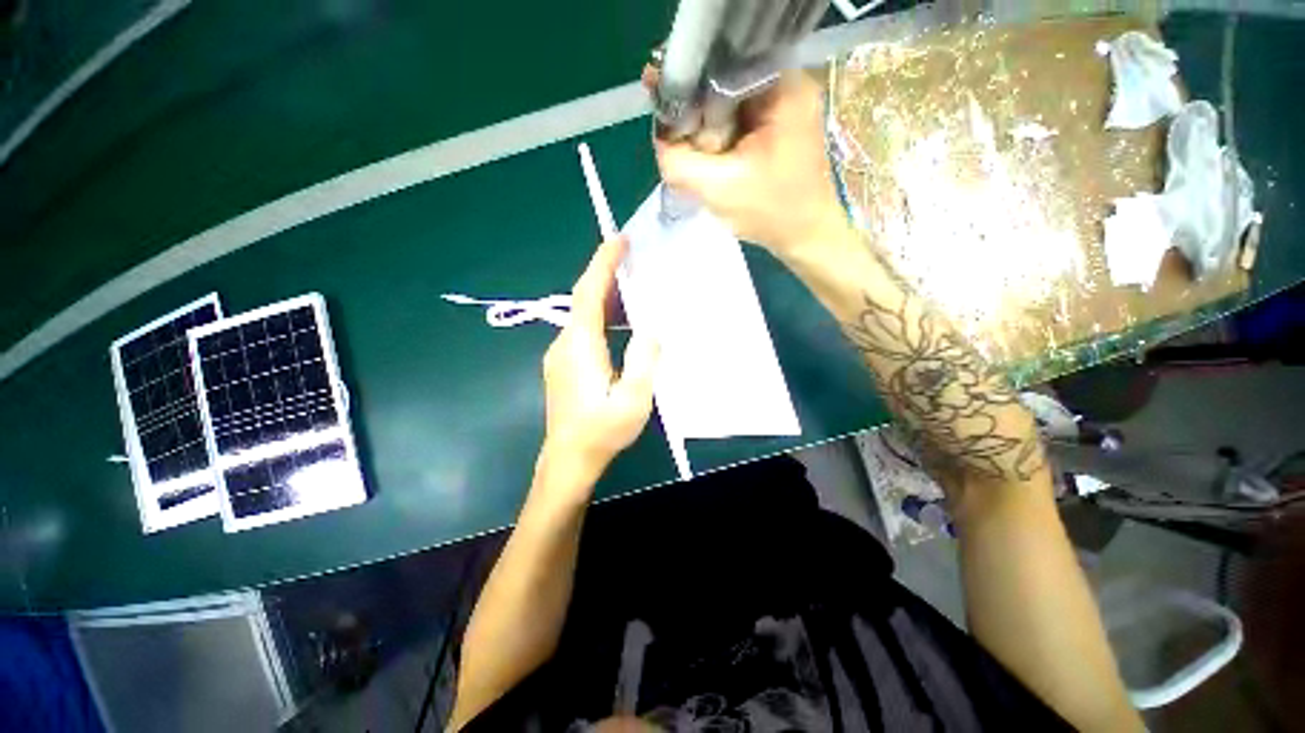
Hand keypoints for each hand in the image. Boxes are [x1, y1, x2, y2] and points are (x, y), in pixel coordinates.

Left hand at [537, 237, 658, 493]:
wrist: (568, 460)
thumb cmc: (602, 433)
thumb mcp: (633, 400)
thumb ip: (643, 361)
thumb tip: (650, 330)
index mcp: (581, 346)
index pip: (588, 294)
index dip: (601, 264)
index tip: (618, 240)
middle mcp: (565, 344)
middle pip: (583, 300)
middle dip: (606, 276)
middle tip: (635, 260)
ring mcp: (560, 356)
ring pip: (583, 316)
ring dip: (606, 298)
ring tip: (634, 289)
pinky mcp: (563, 366)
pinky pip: (582, 331)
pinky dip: (601, 318)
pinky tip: (620, 325)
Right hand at [652, 71, 845, 258]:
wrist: (805, 235)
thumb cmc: (770, 213)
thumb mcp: (717, 189)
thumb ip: (679, 161)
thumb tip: (660, 139)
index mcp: (781, 89)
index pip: (720, 70)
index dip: (688, 92)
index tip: (668, 115)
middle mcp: (787, 85)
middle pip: (724, 85)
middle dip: (699, 117)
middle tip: (686, 148)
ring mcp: (786, 105)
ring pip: (730, 104)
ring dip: (710, 131)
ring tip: (702, 159)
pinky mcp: (781, 124)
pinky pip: (740, 120)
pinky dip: (723, 138)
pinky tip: (716, 160)